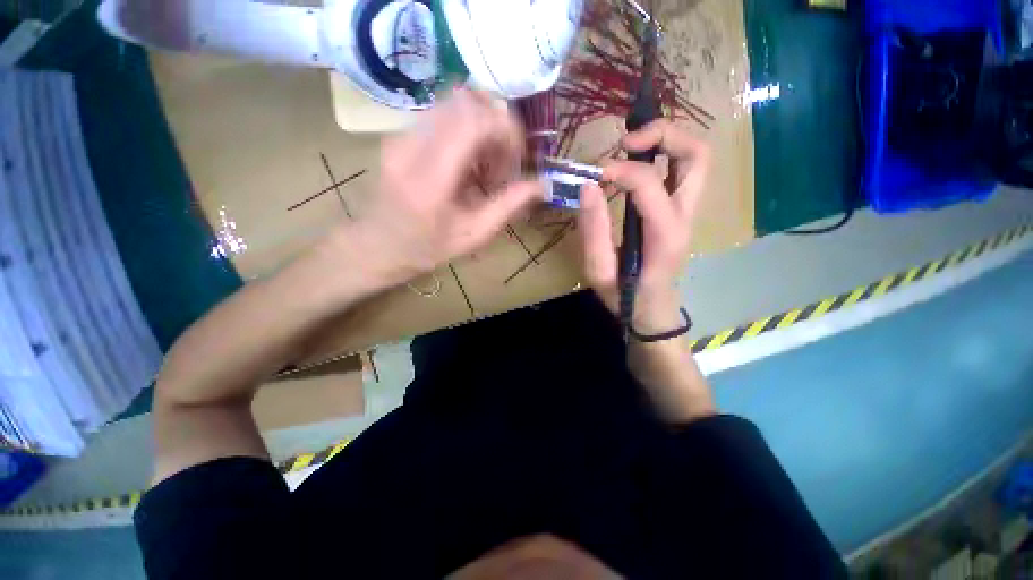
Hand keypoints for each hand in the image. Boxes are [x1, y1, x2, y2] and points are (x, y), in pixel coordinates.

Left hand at [345, 89, 543, 285]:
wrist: (377, 246)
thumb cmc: (427, 248)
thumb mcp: (473, 235)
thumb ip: (508, 206)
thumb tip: (541, 184)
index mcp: (430, 177)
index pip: (473, 120)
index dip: (506, 129)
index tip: (517, 156)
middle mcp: (412, 145)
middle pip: (465, 100)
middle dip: (496, 125)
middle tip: (503, 161)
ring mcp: (401, 134)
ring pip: (454, 104)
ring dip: (482, 128)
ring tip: (486, 166)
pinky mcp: (400, 133)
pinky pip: (442, 115)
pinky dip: (466, 132)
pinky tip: (467, 165)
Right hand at [578, 120, 710, 334]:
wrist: (652, 311)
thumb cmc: (625, 296)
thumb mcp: (599, 270)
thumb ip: (593, 229)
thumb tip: (587, 185)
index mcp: (665, 235)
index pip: (650, 182)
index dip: (621, 170)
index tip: (595, 174)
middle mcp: (686, 217)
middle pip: (697, 155)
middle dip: (663, 135)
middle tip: (626, 141)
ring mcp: (688, 212)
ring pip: (696, 158)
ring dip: (667, 141)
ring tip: (631, 145)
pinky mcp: (680, 212)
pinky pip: (682, 171)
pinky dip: (663, 155)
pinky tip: (636, 162)